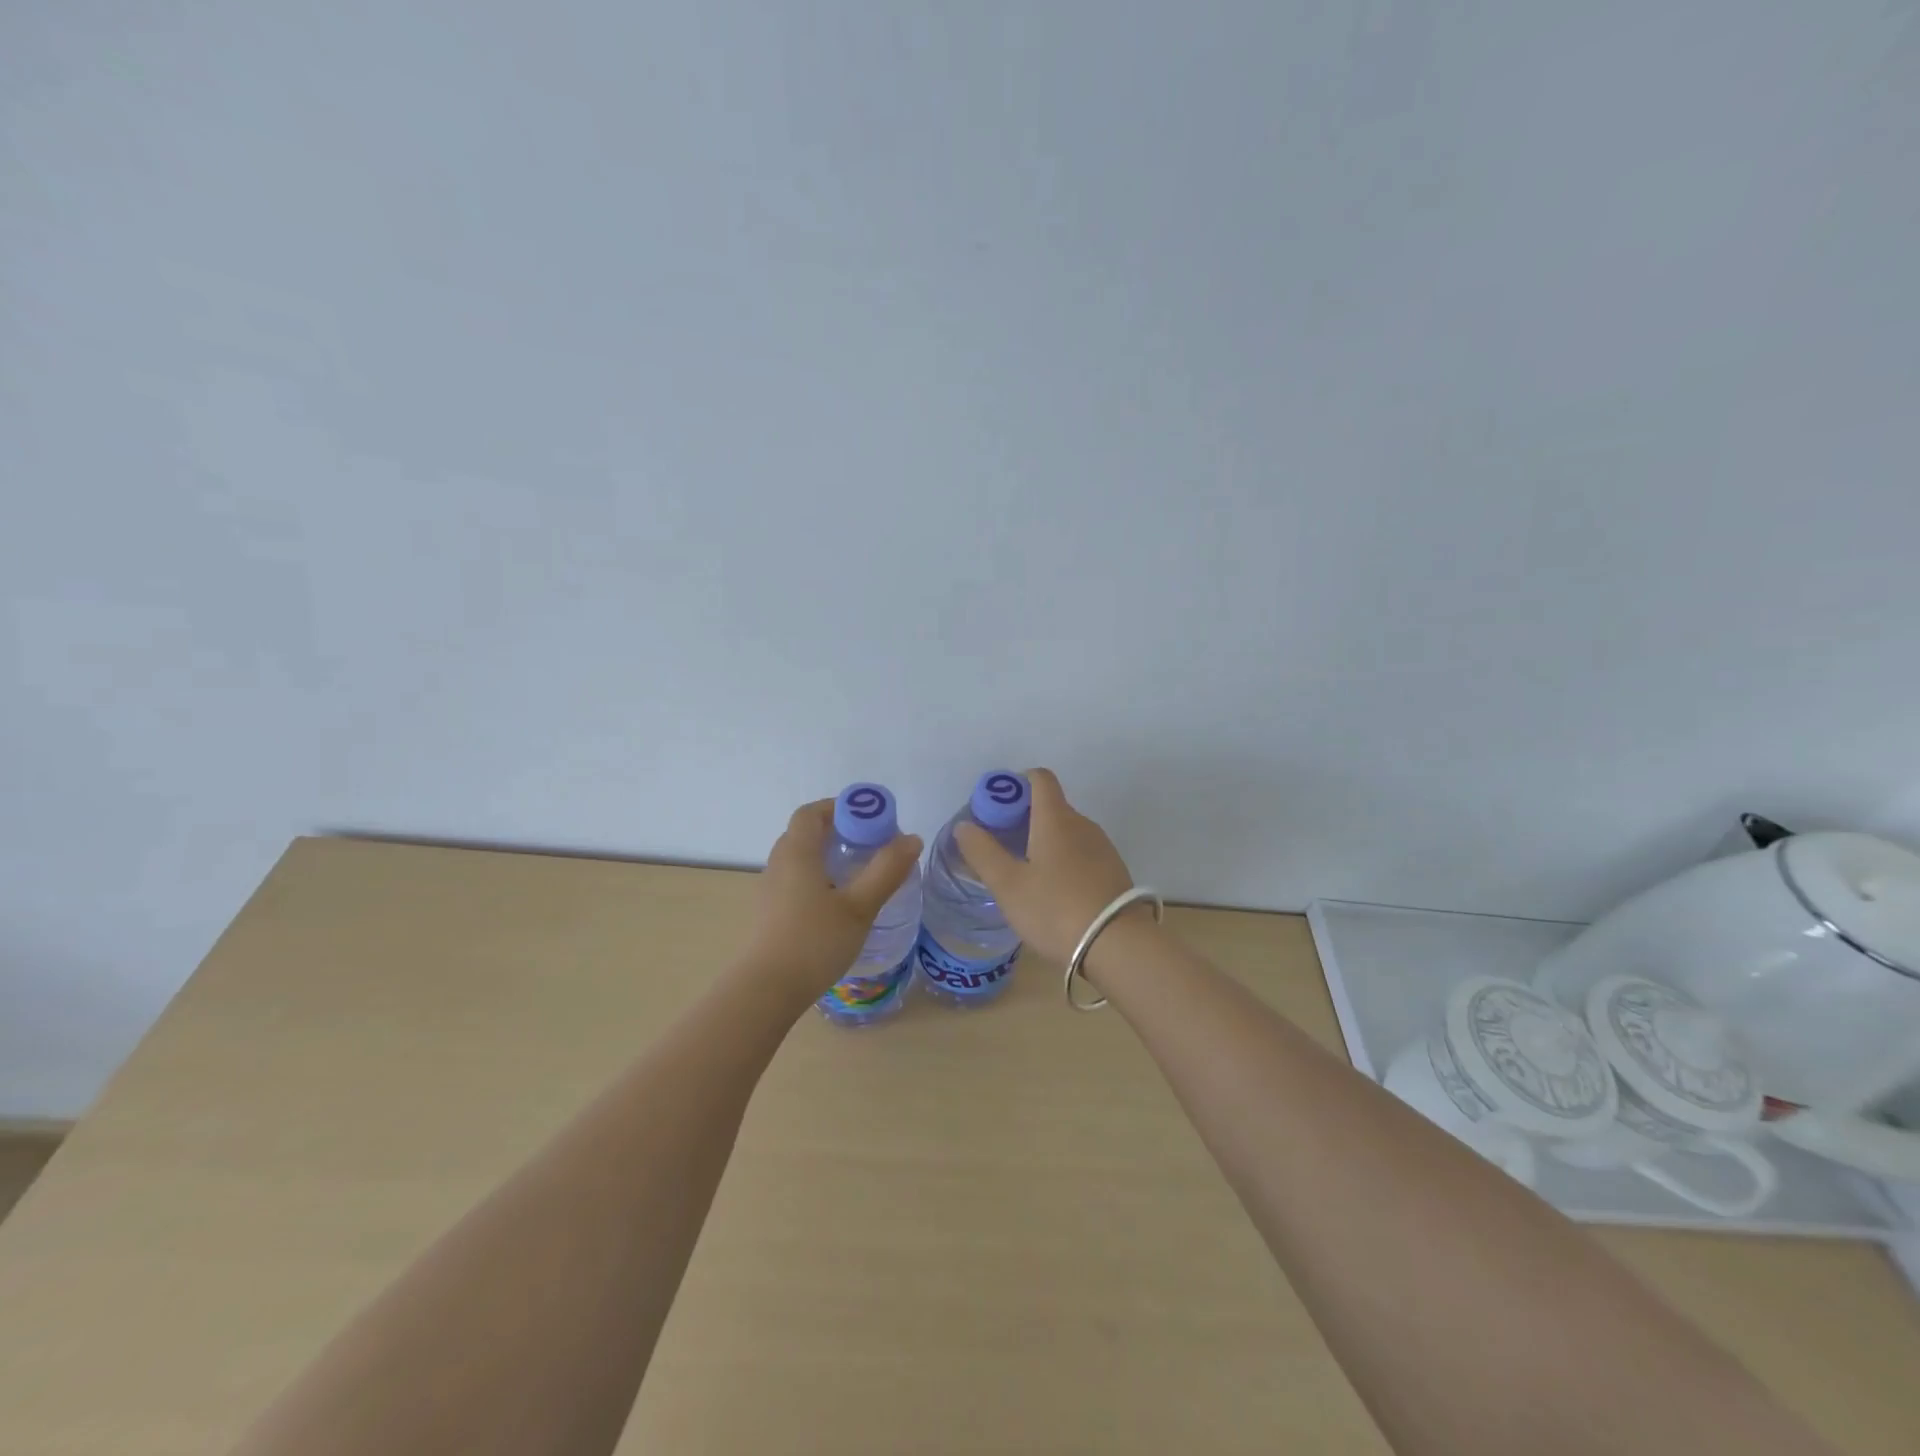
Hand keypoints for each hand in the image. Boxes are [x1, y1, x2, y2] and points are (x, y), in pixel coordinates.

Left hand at [744, 799, 922, 994]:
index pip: (812, 812)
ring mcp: (770, 890)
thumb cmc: (814, 942)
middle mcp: (779, 864)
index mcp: (797, 852)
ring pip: (800, 859)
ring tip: (859, 874)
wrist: (766, 991)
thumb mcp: (859, 906)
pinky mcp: (769, 914)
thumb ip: (886, 870)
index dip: (840, 807)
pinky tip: (838, 904)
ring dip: (828, 856)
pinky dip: (818, 878)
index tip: (871, 819)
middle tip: (871, 845)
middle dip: (839, 831)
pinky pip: (795, 881)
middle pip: (806, 833)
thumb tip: (911, 838)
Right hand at [952, 768, 1136, 963]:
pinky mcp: (1113, 871)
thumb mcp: (1008, 885)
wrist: (1118, 946)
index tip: (997, 807)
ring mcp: (1102, 847)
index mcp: (1056, 818)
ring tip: (1024, 873)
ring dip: (1044, 841)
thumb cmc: (1055, 909)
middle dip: (1024, 818)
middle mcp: (1082, 824)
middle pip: (1051, 806)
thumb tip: (965, 825)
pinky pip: (1082, 853)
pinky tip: (1053, 892)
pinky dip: (1063, 860)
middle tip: (1000, 847)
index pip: (1040, 778)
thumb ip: (983, 852)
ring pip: (1067, 831)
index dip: (1016, 782)